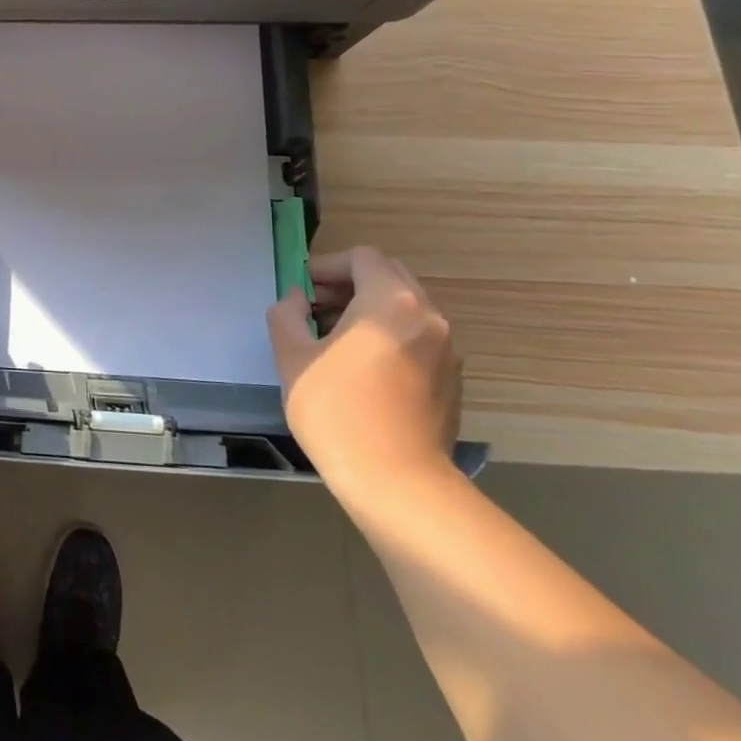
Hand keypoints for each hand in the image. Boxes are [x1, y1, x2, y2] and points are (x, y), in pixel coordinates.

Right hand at [266, 247, 461, 492]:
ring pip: (405, 307)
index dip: (327, 266)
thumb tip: (296, 301)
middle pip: (389, 277)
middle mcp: (428, 316)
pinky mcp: (452, 378)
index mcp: (391, 302)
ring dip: (368, 309)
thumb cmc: (336, 411)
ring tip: (333, 339)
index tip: (301, 290)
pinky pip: (417, 336)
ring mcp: (447, 349)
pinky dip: (388, 334)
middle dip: (348, 284)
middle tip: (314, 308)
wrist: (397, 482)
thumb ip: (287, 315)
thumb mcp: (292, 357)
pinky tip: (361, 368)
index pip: (362, 258)